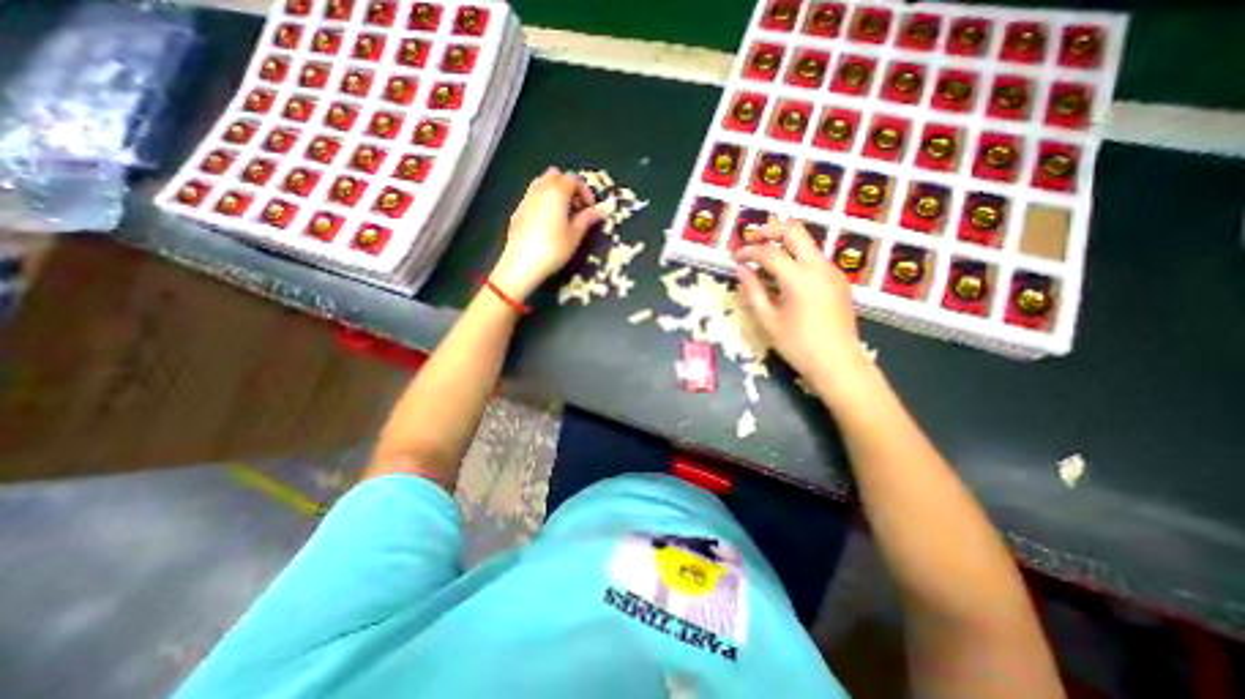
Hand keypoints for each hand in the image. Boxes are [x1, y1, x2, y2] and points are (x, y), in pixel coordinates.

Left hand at [489, 169, 598, 303]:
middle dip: (568, 187)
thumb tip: (602, 209)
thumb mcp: (575, 235)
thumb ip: (587, 218)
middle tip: (576, 207)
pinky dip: (543, 201)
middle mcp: (540, 190)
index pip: (573, 179)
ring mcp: (526, 199)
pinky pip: (533, 196)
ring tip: (563, 213)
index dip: (585, 191)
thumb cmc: (553, 249)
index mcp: (556, 192)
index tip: (590, 209)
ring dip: (555, 192)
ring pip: (542, 183)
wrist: (521, 264)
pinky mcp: (518, 211)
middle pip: (555, 176)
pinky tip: (548, 222)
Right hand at [731, 222, 867, 390]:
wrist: (838, 363)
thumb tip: (741, 270)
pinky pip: (814, 258)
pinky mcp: (838, 279)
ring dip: (784, 243)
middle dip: (770, 230)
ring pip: (807, 242)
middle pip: (794, 231)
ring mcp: (832, 271)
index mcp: (798, 278)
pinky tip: (784, 276)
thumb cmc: (798, 345)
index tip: (734, 258)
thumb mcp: (768, 320)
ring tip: (764, 259)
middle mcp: (819, 266)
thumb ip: (752, 291)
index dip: (748, 252)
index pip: (768, 252)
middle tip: (751, 239)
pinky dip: (796, 257)